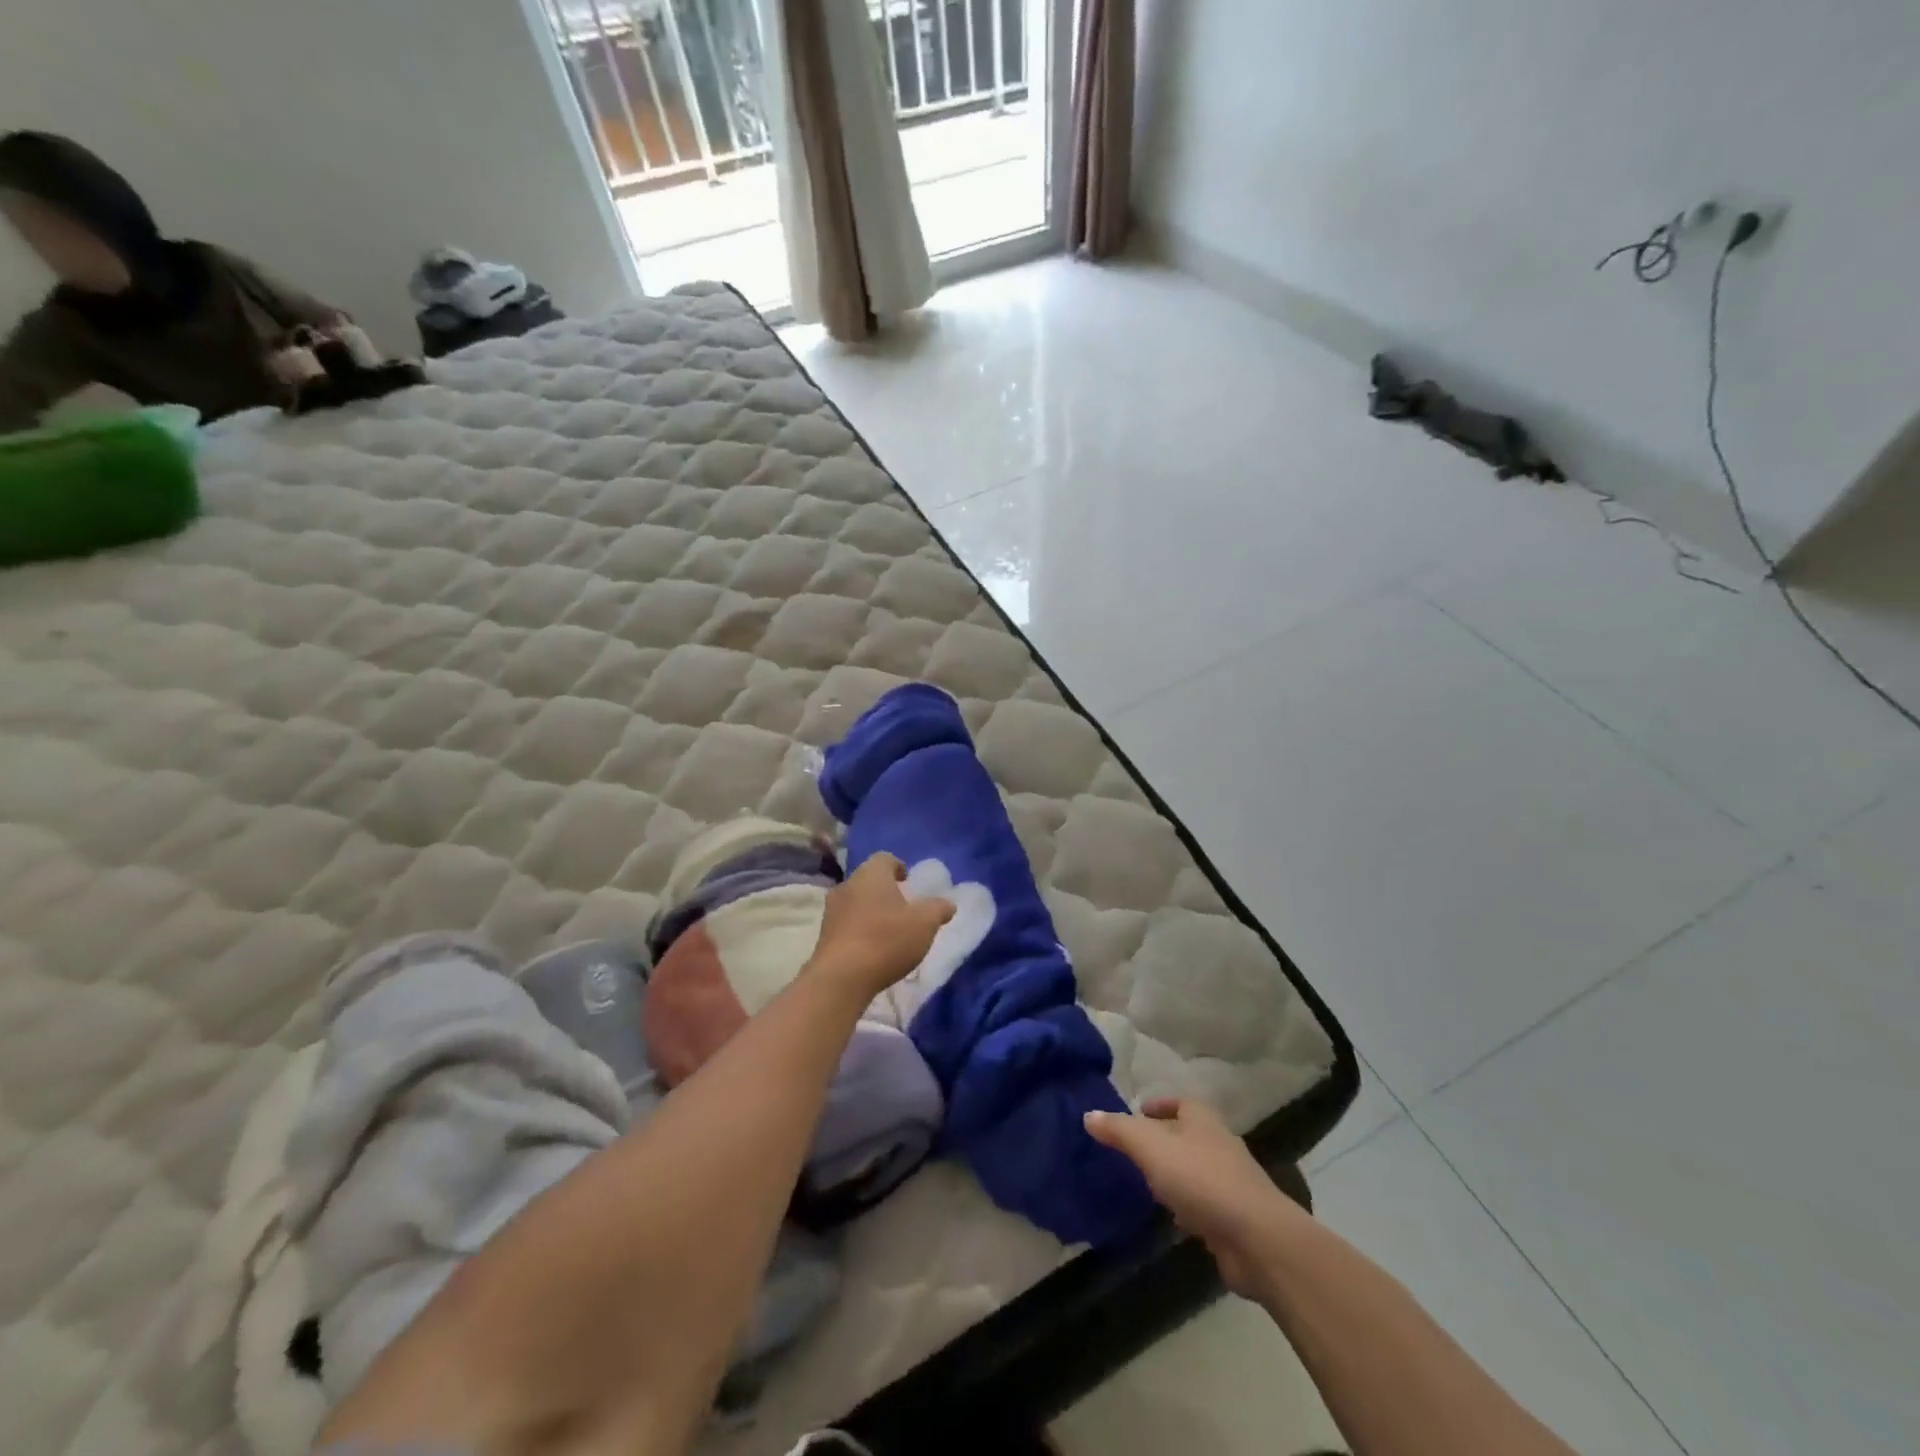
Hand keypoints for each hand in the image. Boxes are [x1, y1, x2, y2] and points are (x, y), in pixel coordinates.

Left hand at [808, 853, 953, 1002]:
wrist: (841, 978)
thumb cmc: (886, 940)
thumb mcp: (924, 923)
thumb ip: (938, 909)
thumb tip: (948, 903)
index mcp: (871, 874)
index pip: (885, 858)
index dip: (899, 867)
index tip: (909, 883)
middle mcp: (847, 885)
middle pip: (868, 880)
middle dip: (885, 891)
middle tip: (903, 908)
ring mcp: (831, 910)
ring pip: (856, 902)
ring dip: (871, 911)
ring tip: (889, 932)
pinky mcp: (824, 935)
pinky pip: (846, 924)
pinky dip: (859, 930)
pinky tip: (872, 949)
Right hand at [1085, 1098, 1301, 1297]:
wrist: (1256, 1238)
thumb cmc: (1201, 1179)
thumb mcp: (1150, 1147)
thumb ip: (1119, 1130)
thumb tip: (1088, 1115)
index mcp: (1202, 1119)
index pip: (1180, 1102)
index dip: (1159, 1105)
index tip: (1138, 1113)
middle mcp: (1218, 1144)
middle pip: (1187, 1135)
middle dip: (1163, 1140)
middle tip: (1133, 1150)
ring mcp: (1230, 1182)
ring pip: (1194, 1170)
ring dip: (1174, 1175)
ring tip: (1145, 1183)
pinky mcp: (1234, 1218)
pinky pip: (1203, 1204)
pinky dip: (1187, 1206)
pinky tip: (1171, 1218)